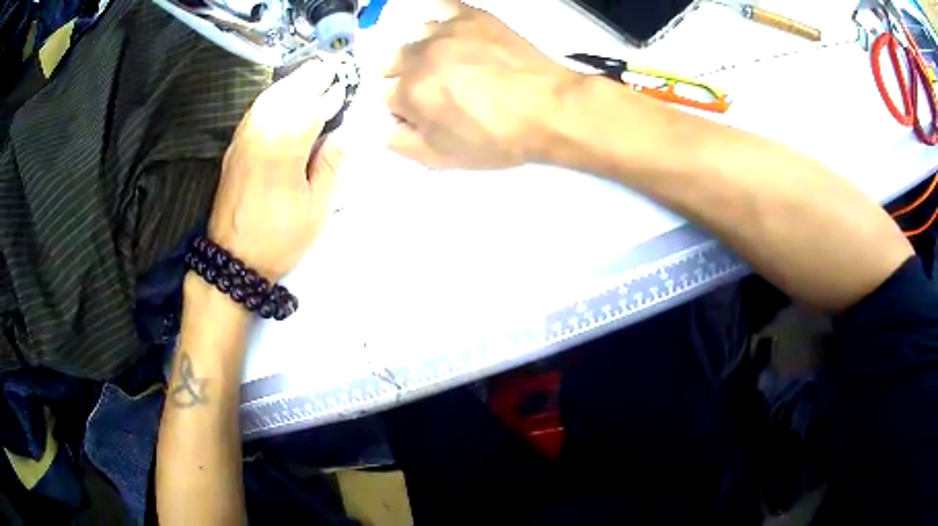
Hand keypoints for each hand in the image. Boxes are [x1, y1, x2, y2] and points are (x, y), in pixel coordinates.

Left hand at [208, 58, 346, 281]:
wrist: (233, 259)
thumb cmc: (279, 238)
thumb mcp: (316, 208)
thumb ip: (330, 165)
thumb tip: (344, 134)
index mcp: (286, 146)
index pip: (314, 107)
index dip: (331, 96)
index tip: (345, 85)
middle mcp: (262, 133)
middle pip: (289, 93)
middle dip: (311, 79)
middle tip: (329, 68)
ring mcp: (244, 139)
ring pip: (269, 98)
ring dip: (290, 83)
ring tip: (309, 75)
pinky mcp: (234, 148)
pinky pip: (254, 111)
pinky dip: (270, 97)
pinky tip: (280, 96)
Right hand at [382, 1, 581, 169]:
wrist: (551, 109)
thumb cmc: (499, 139)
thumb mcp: (446, 159)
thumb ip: (404, 144)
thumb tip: (385, 128)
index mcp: (410, 93)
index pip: (384, 96)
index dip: (402, 106)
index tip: (421, 111)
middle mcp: (419, 56)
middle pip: (391, 62)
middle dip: (405, 77)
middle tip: (436, 87)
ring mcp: (445, 31)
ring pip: (415, 37)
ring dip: (424, 50)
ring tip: (452, 62)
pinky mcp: (471, 16)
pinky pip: (441, 8)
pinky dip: (441, 21)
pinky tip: (453, 34)